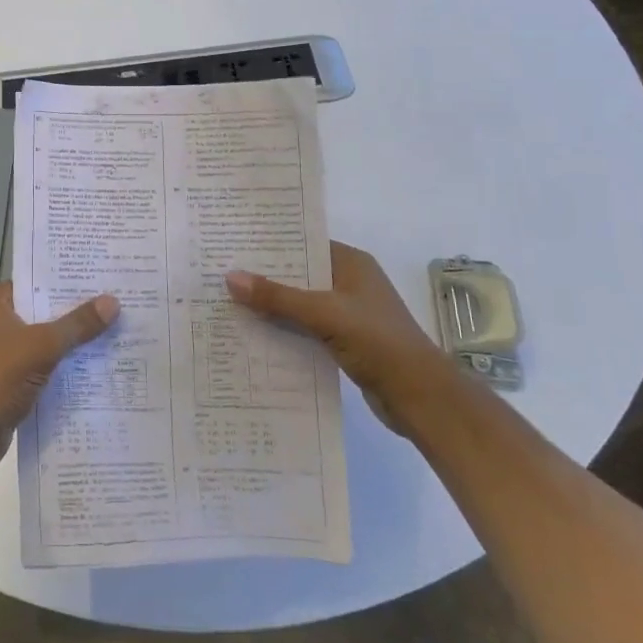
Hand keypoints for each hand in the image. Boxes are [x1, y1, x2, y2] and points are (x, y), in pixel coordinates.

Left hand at [0, 283, 118, 469]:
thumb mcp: (42, 345)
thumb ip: (77, 324)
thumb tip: (114, 301)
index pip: (37, 281)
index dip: (68, 280)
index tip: (102, 277)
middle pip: (44, 311)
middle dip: (76, 312)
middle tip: (117, 303)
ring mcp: (3, 351)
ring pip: (45, 339)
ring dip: (72, 341)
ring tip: (115, 331)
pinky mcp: (11, 378)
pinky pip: (44, 364)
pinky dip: (64, 365)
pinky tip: (96, 365)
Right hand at [225, 242, 449, 431]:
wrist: (422, 398)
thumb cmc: (378, 342)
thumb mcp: (324, 314)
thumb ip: (277, 297)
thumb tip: (230, 277)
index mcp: (351, 263)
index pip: (304, 243)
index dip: (270, 244)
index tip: (233, 243)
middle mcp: (349, 282)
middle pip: (298, 274)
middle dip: (264, 277)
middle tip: (221, 273)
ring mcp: (347, 313)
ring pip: (299, 302)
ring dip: (272, 306)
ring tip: (228, 302)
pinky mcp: (344, 341)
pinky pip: (305, 328)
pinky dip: (284, 329)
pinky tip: (254, 334)